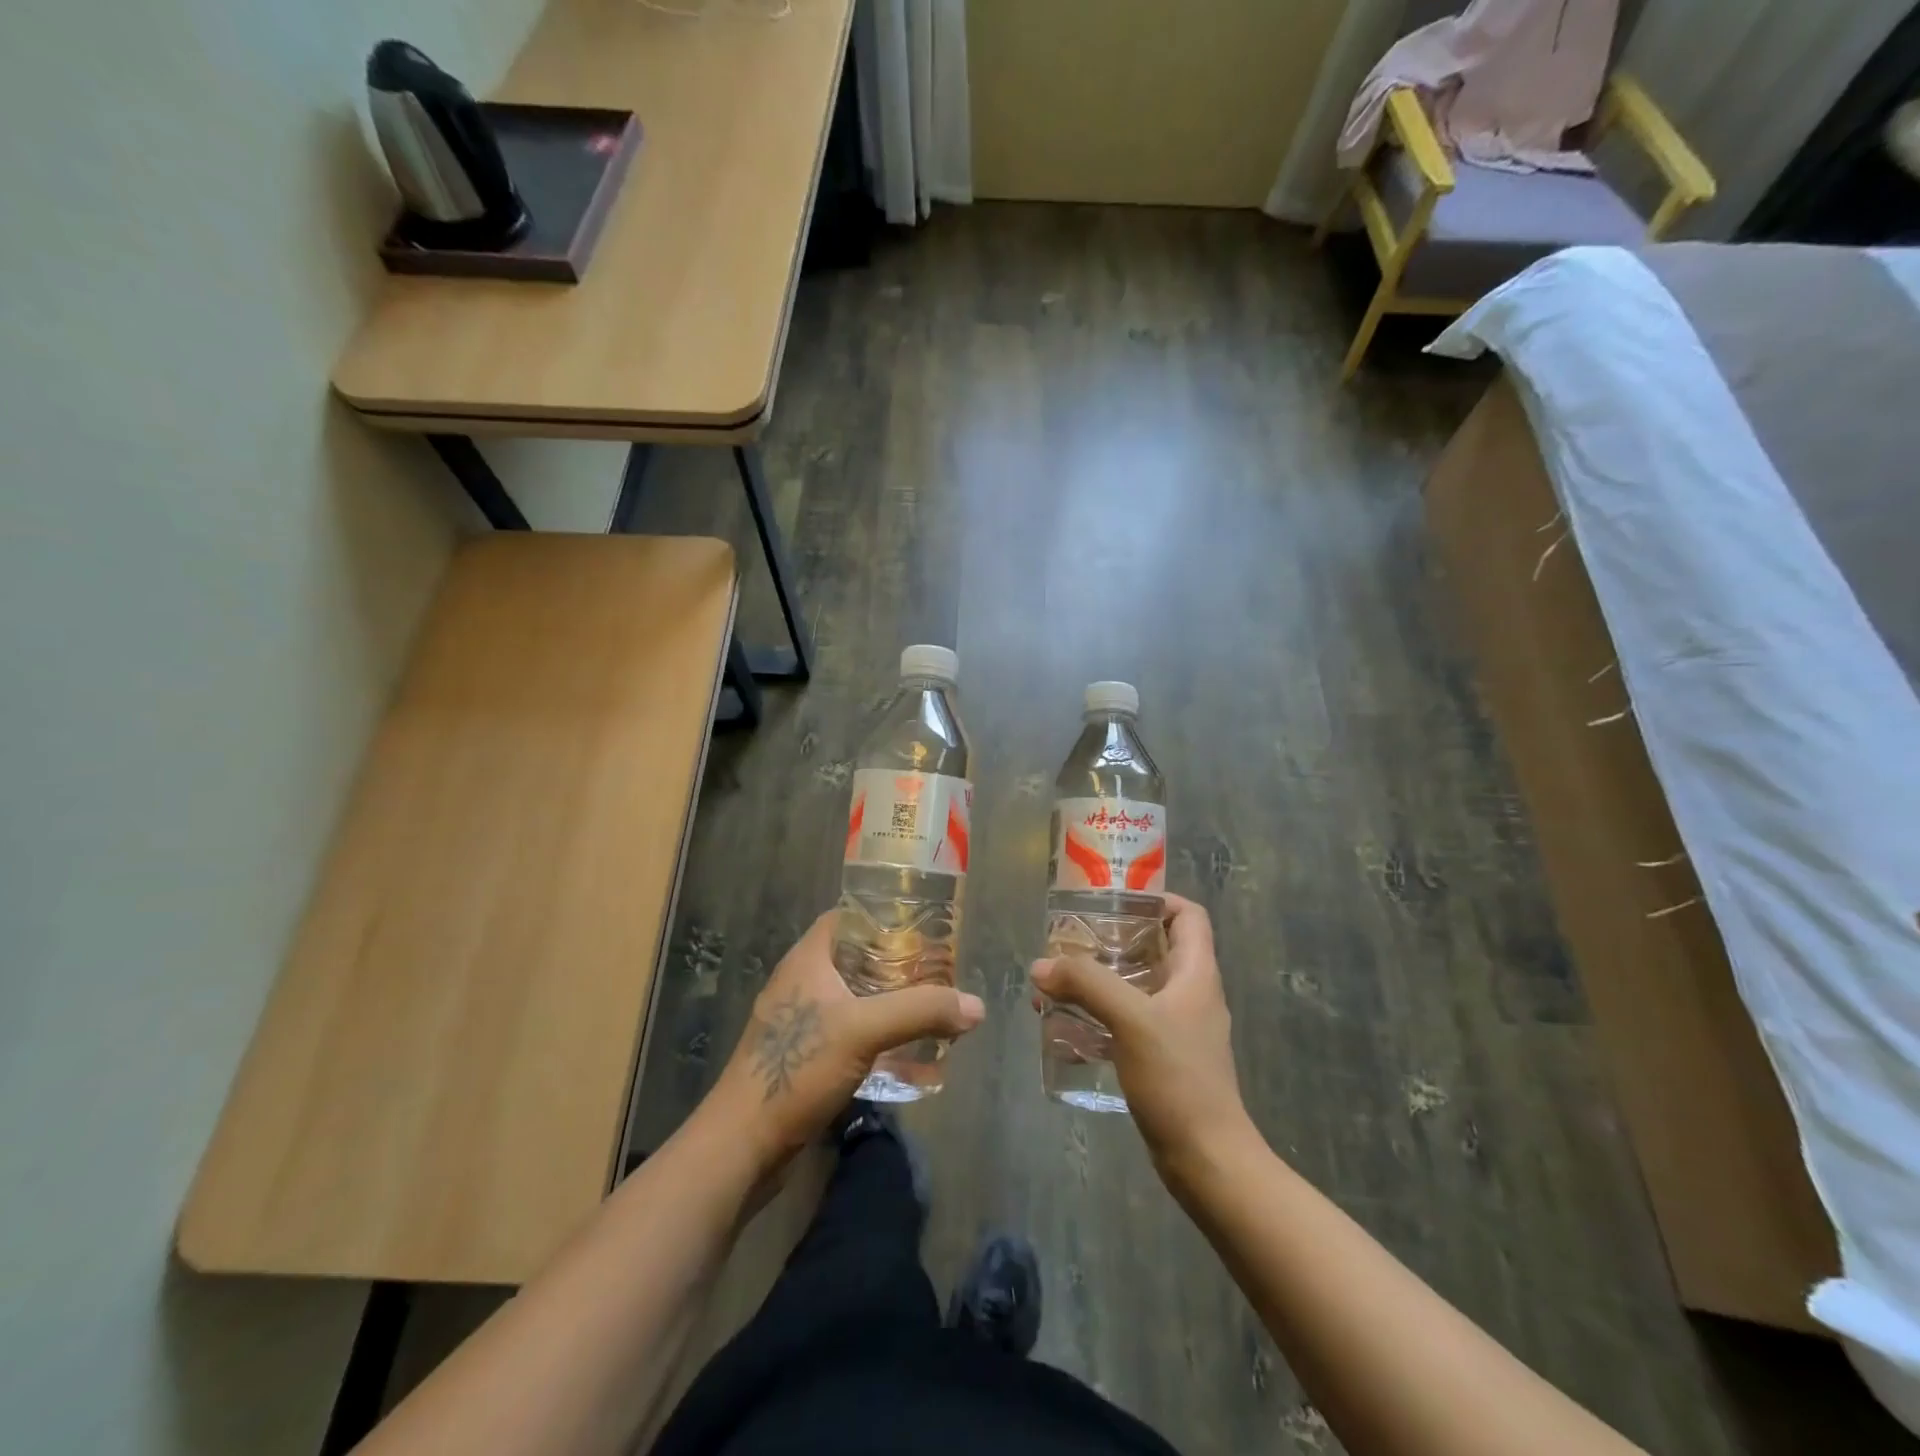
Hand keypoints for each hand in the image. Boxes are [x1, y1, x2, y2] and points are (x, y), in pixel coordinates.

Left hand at [707, 910, 985, 1176]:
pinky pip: (848, 1031)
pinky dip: (876, 1033)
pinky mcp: (803, 1056)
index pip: (848, 917)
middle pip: (856, 957)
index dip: (884, 915)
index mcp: (807, 959)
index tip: (923, 925)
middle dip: (897, 962)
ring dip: (888, 1000)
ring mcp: (800, 1021)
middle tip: (938, 969)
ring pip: (854, 996)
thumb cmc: (796, 1068)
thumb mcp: (863, 1030)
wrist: (742, 1145)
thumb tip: (976, 1006)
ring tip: (929, 1006)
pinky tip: (904, 1049)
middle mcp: (802, 982)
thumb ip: (920, 1012)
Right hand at [1031, 894, 1250, 1175]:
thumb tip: (1041, 965)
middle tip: (1071, 939)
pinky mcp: (1164, 1057)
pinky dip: (1100, 1013)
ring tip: (1058, 981)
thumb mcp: (1131, 1019)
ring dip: (1100, 979)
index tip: (1114, 900)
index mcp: (1197, 973)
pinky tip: (1068, 1023)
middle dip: (1113, 939)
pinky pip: (1129, 1020)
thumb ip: (1087, 984)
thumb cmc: (1178, 1078)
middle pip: (1156, 947)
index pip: (1189, 915)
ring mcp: (1178, 1027)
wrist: (1207, 1159)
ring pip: (1137, 985)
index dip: (1157, 899)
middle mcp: (1191, 993)